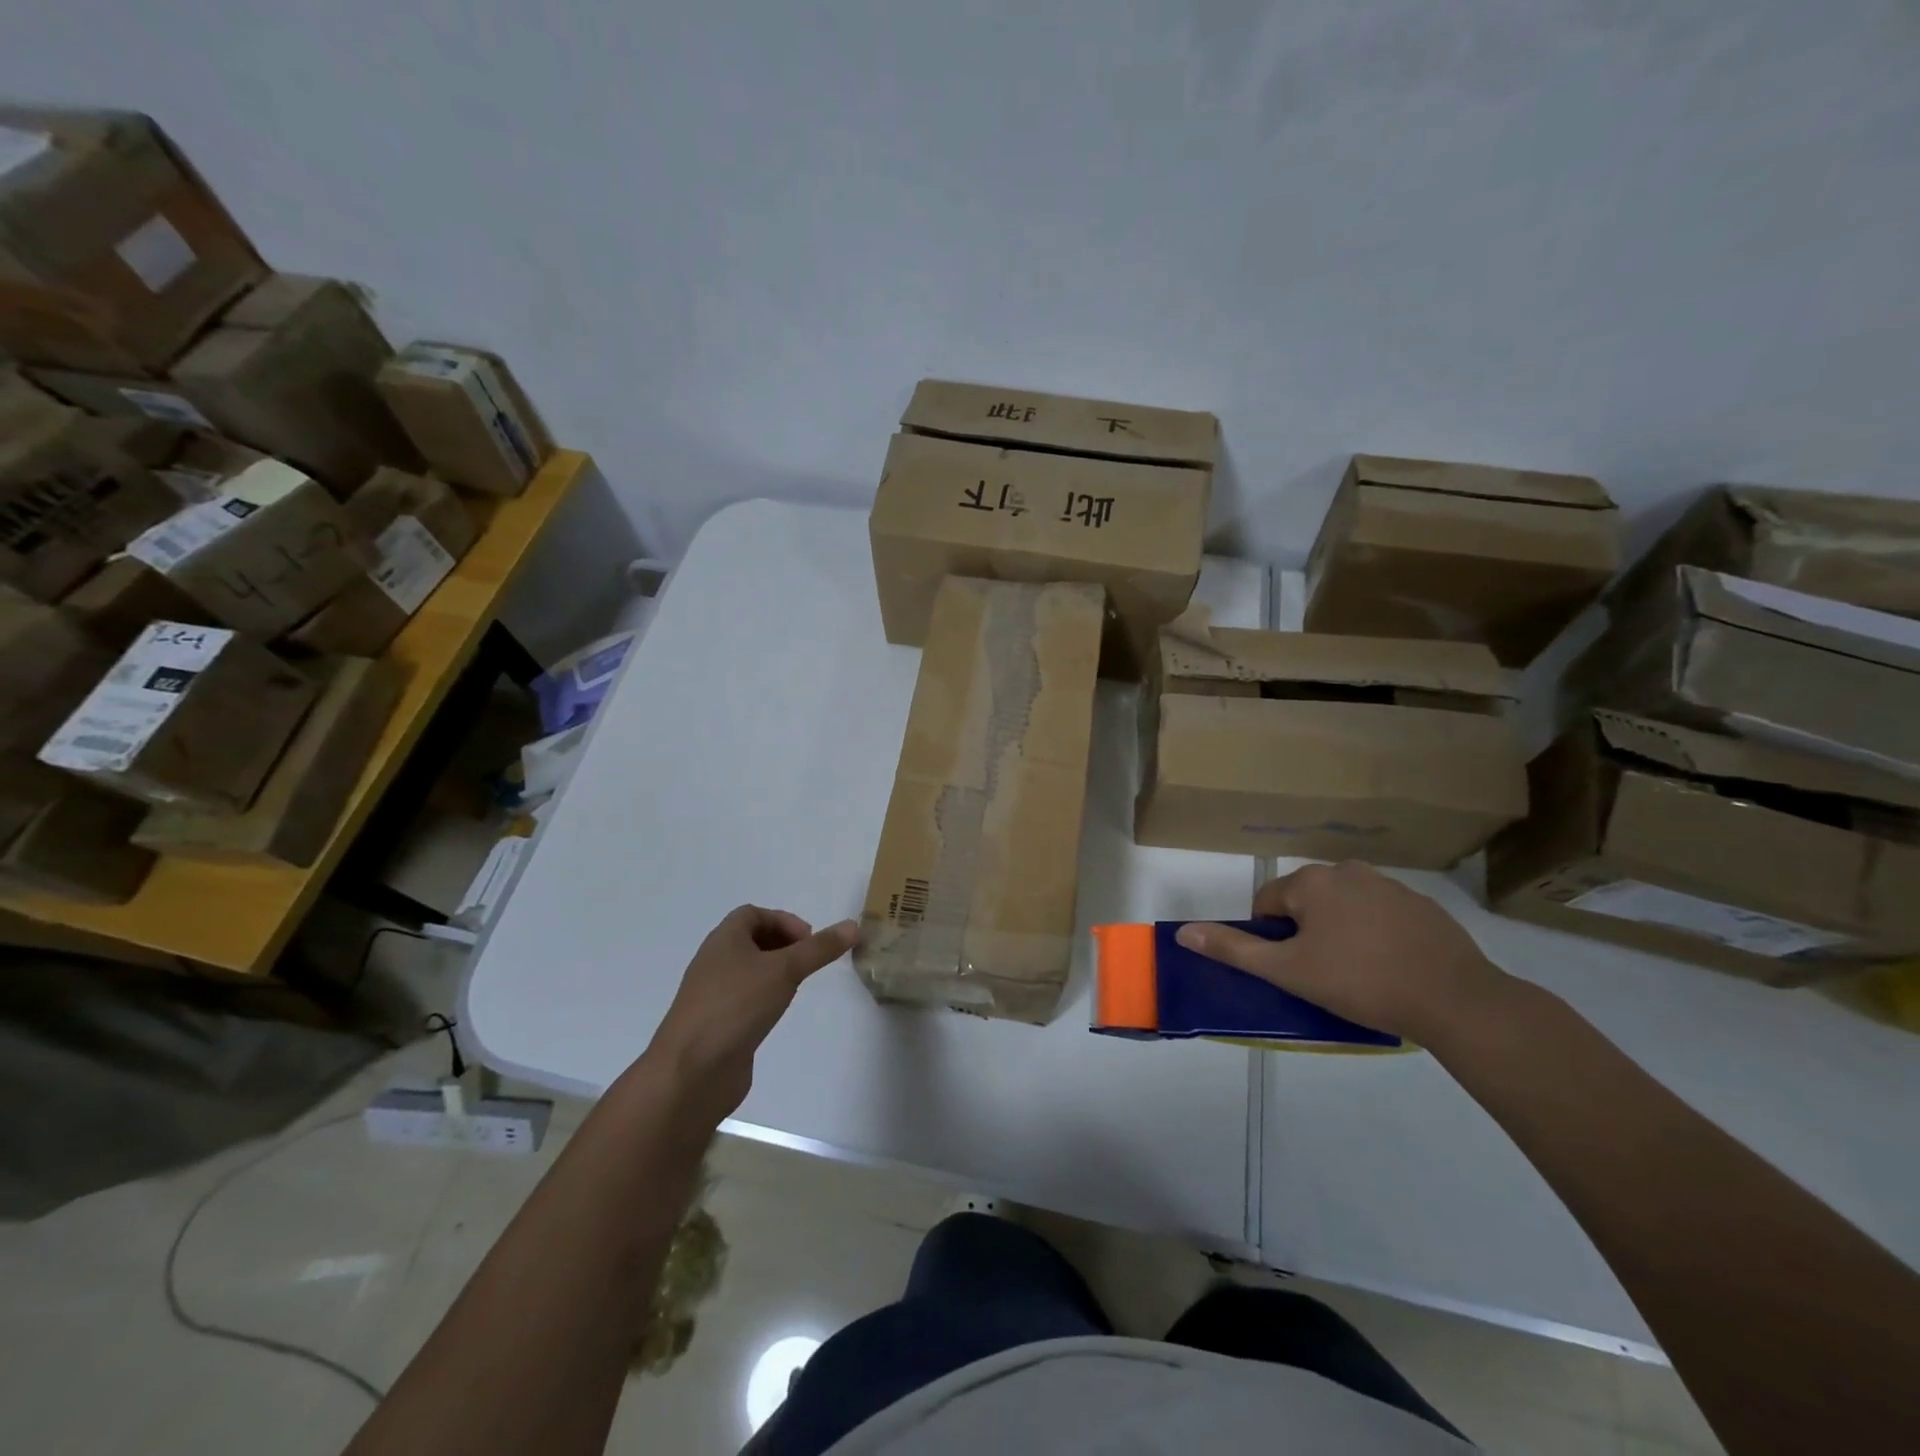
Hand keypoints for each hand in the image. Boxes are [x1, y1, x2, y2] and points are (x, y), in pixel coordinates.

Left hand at [644, 906, 857, 1127]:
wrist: (690, 1071)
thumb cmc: (736, 1006)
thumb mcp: (784, 970)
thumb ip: (819, 949)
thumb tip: (854, 925)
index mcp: (723, 940)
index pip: (753, 914)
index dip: (784, 920)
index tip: (809, 941)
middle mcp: (714, 962)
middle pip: (750, 940)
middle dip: (782, 945)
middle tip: (808, 961)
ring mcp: (712, 995)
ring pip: (748, 971)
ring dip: (774, 972)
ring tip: (796, 987)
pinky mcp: (715, 1024)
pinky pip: (743, 999)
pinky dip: (763, 998)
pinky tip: (776, 1014)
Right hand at [1175, 862, 1505, 1041]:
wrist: (1455, 1000)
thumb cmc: (1360, 982)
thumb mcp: (1288, 971)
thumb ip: (1234, 949)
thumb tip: (1183, 933)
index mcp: (1311, 882)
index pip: (1267, 902)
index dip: (1270, 938)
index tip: (1291, 968)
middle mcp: (1347, 871)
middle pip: (1305, 901)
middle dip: (1305, 932)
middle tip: (1322, 973)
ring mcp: (1389, 885)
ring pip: (1343, 906)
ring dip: (1339, 931)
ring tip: (1358, 973)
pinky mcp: (1422, 905)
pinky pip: (1380, 914)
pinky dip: (1375, 933)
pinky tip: (1390, 966)